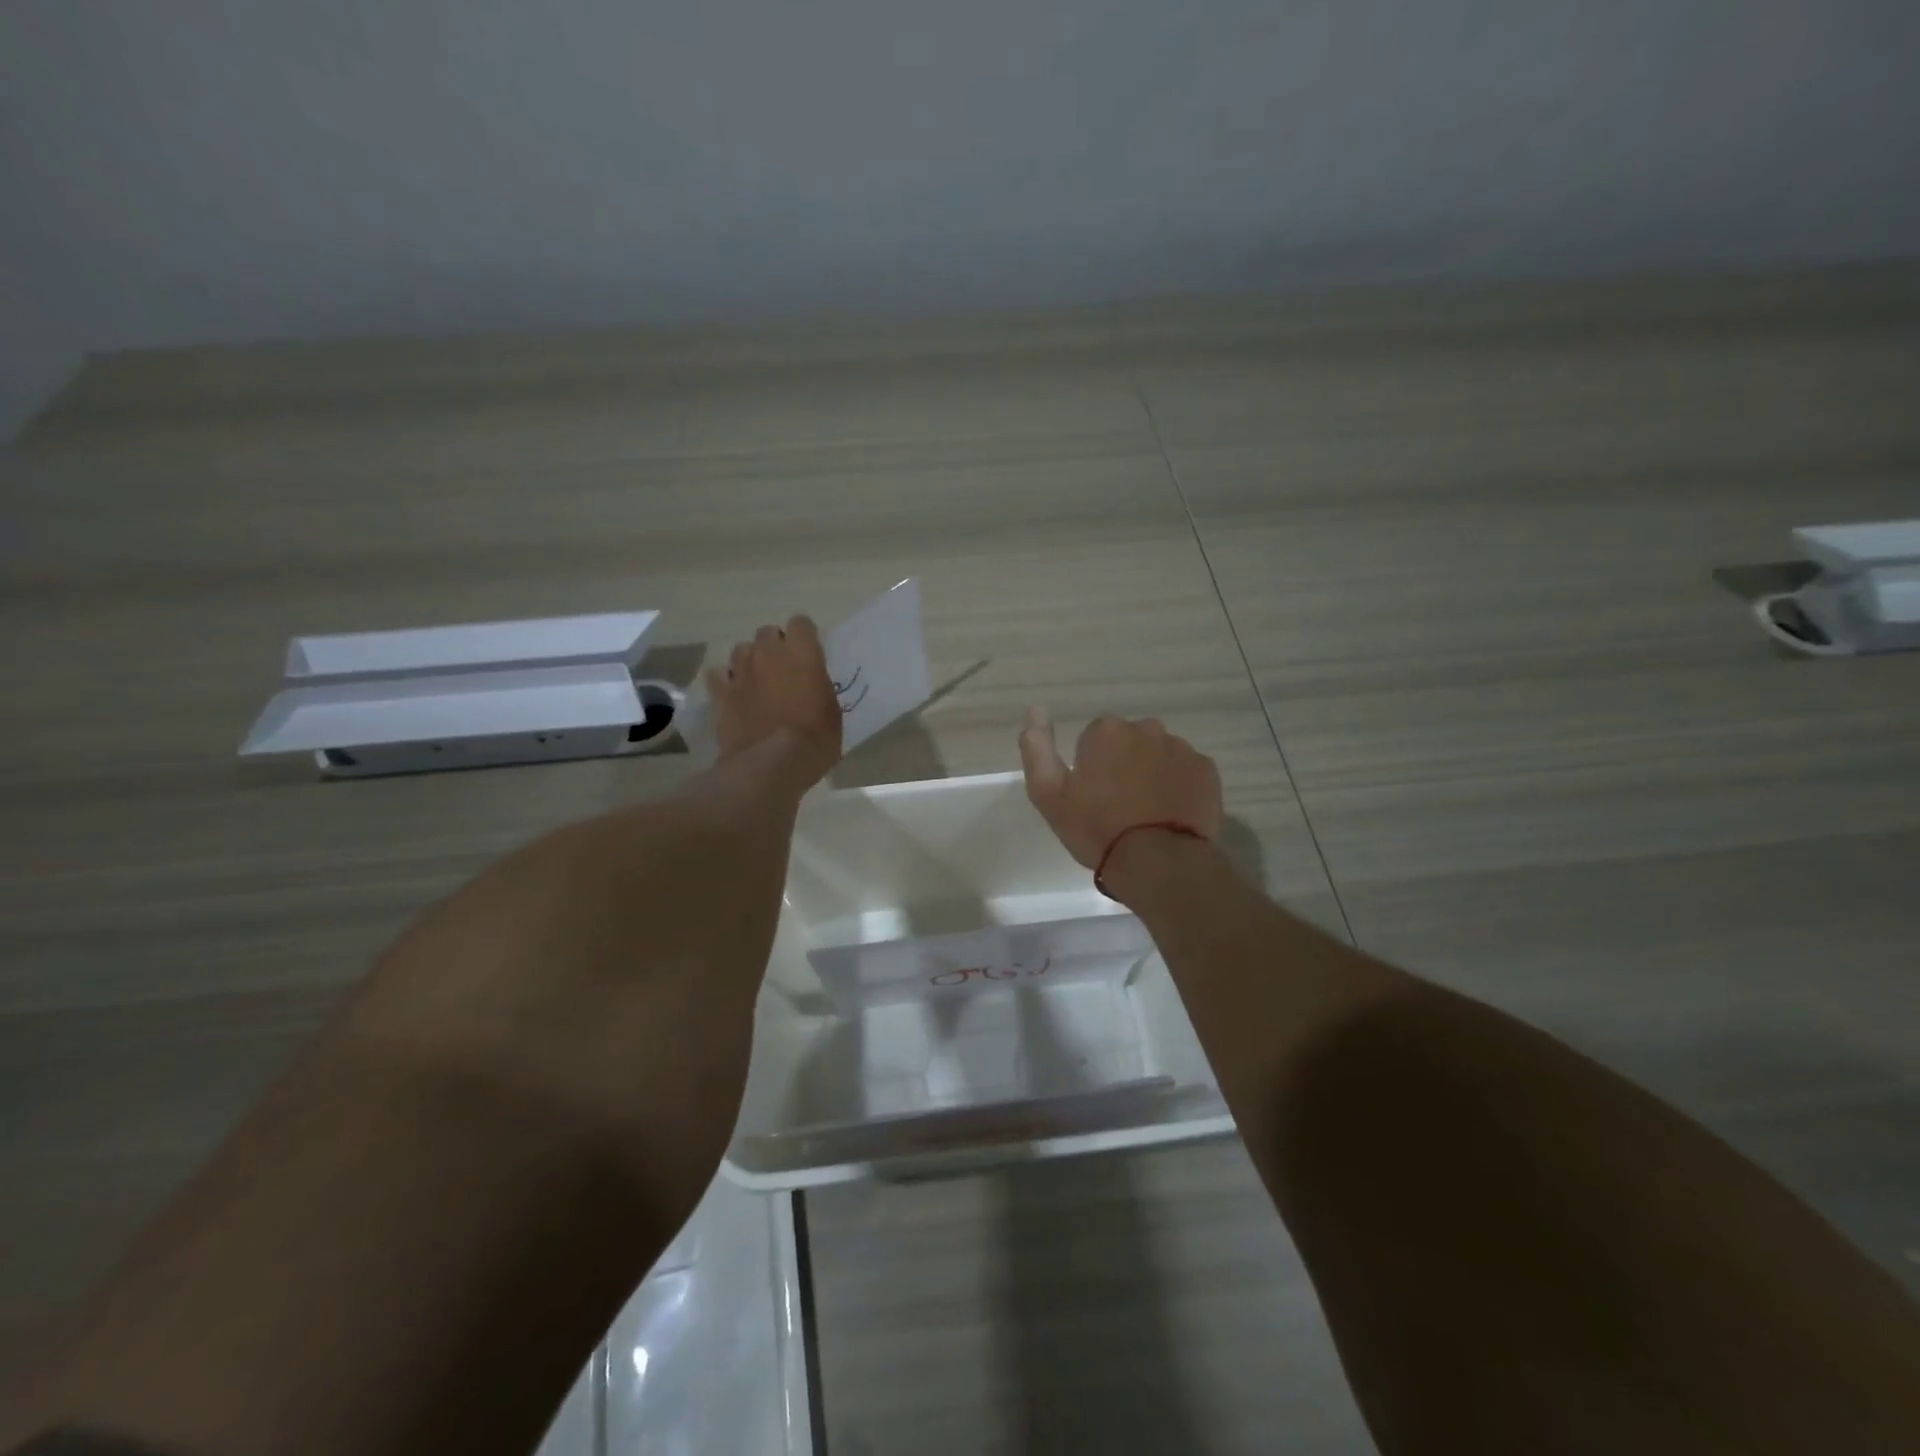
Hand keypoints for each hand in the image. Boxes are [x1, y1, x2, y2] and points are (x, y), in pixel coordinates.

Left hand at [706, 615, 842, 787]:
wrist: (772, 764)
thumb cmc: (815, 739)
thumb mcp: (832, 711)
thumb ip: (819, 687)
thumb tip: (811, 684)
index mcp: (802, 653)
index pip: (801, 623)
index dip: (804, 637)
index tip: (808, 654)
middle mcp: (769, 653)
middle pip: (767, 632)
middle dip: (774, 646)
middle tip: (783, 670)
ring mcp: (741, 672)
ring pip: (741, 650)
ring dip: (750, 661)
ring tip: (756, 682)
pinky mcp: (720, 693)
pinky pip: (718, 676)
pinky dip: (725, 682)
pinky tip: (733, 695)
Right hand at [1018, 707, 1223, 867]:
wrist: (1159, 862)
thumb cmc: (1097, 828)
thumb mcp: (1048, 794)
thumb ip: (1037, 748)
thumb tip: (1036, 709)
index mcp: (1107, 731)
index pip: (1093, 739)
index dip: (1090, 768)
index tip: (1091, 797)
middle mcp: (1146, 728)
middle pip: (1128, 742)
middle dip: (1122, 765)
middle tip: (1117, 806)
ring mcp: (1181, 748)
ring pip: (1159, 755)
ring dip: (1151, 773)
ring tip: (1146, 813)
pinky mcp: (1207, 771)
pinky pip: (1186, 771)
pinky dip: (1178, 786)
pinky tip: (1170, 814)